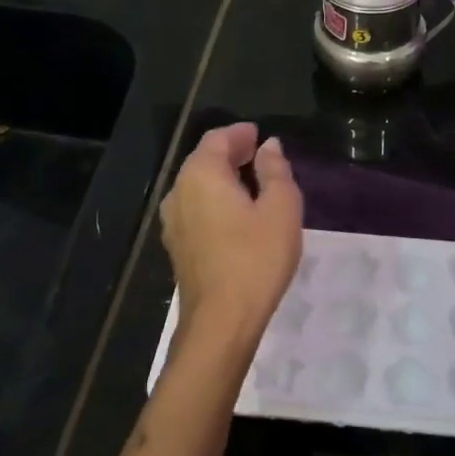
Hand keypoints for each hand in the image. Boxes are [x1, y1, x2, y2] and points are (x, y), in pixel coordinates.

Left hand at [160, 122, 302, 354]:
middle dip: (230, 153)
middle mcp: (179, 192)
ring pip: (197, 185)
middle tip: (259, 154)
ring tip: (252, 182)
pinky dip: (215, 199)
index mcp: (201, 175)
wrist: (221, 321)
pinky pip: (195, 208)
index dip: (240, 133)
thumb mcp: (281, 208)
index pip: (217, 139)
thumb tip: (269, 146)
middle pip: (203, 160)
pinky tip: (236, 213)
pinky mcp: (177, 246)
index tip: (259, 135)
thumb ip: (275, 171)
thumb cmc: (256, 258)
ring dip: (222, 177)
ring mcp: (173, 222)